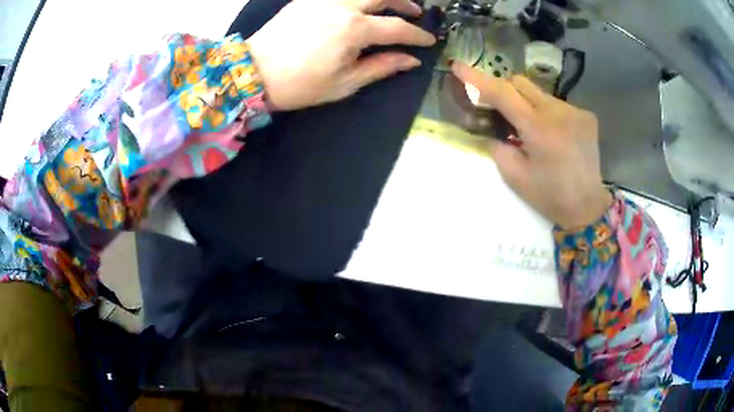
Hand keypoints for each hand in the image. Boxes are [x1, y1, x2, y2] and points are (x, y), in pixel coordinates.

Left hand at [248, 0, 435, 110]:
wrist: (253, 73)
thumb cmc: (299, 85)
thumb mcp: (344, 83)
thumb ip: (381, 67)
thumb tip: (410, 60)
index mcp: (354, 29)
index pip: (397, 28)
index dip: (417, 35)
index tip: (429, 41)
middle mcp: (342, 6)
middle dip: (404, 2)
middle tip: (414, 12)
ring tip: (389, 6)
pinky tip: (359, 6)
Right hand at [452, 62, 612, 228]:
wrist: (587, 206)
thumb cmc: (550, 196)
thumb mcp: (515, 177)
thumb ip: (498, 147)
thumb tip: (493, 128)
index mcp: (538, 130)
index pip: (503, 93)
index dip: (478, 78)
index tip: (459, 66)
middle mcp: (558, 112)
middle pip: (521, 82)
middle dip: (505, 91)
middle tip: (501, 112)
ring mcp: (575, 112)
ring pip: (540, 93)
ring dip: (528, 104)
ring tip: (533, 131)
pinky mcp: (586, 116)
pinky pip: (557, 104)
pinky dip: (548, 113)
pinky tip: (554, 135)